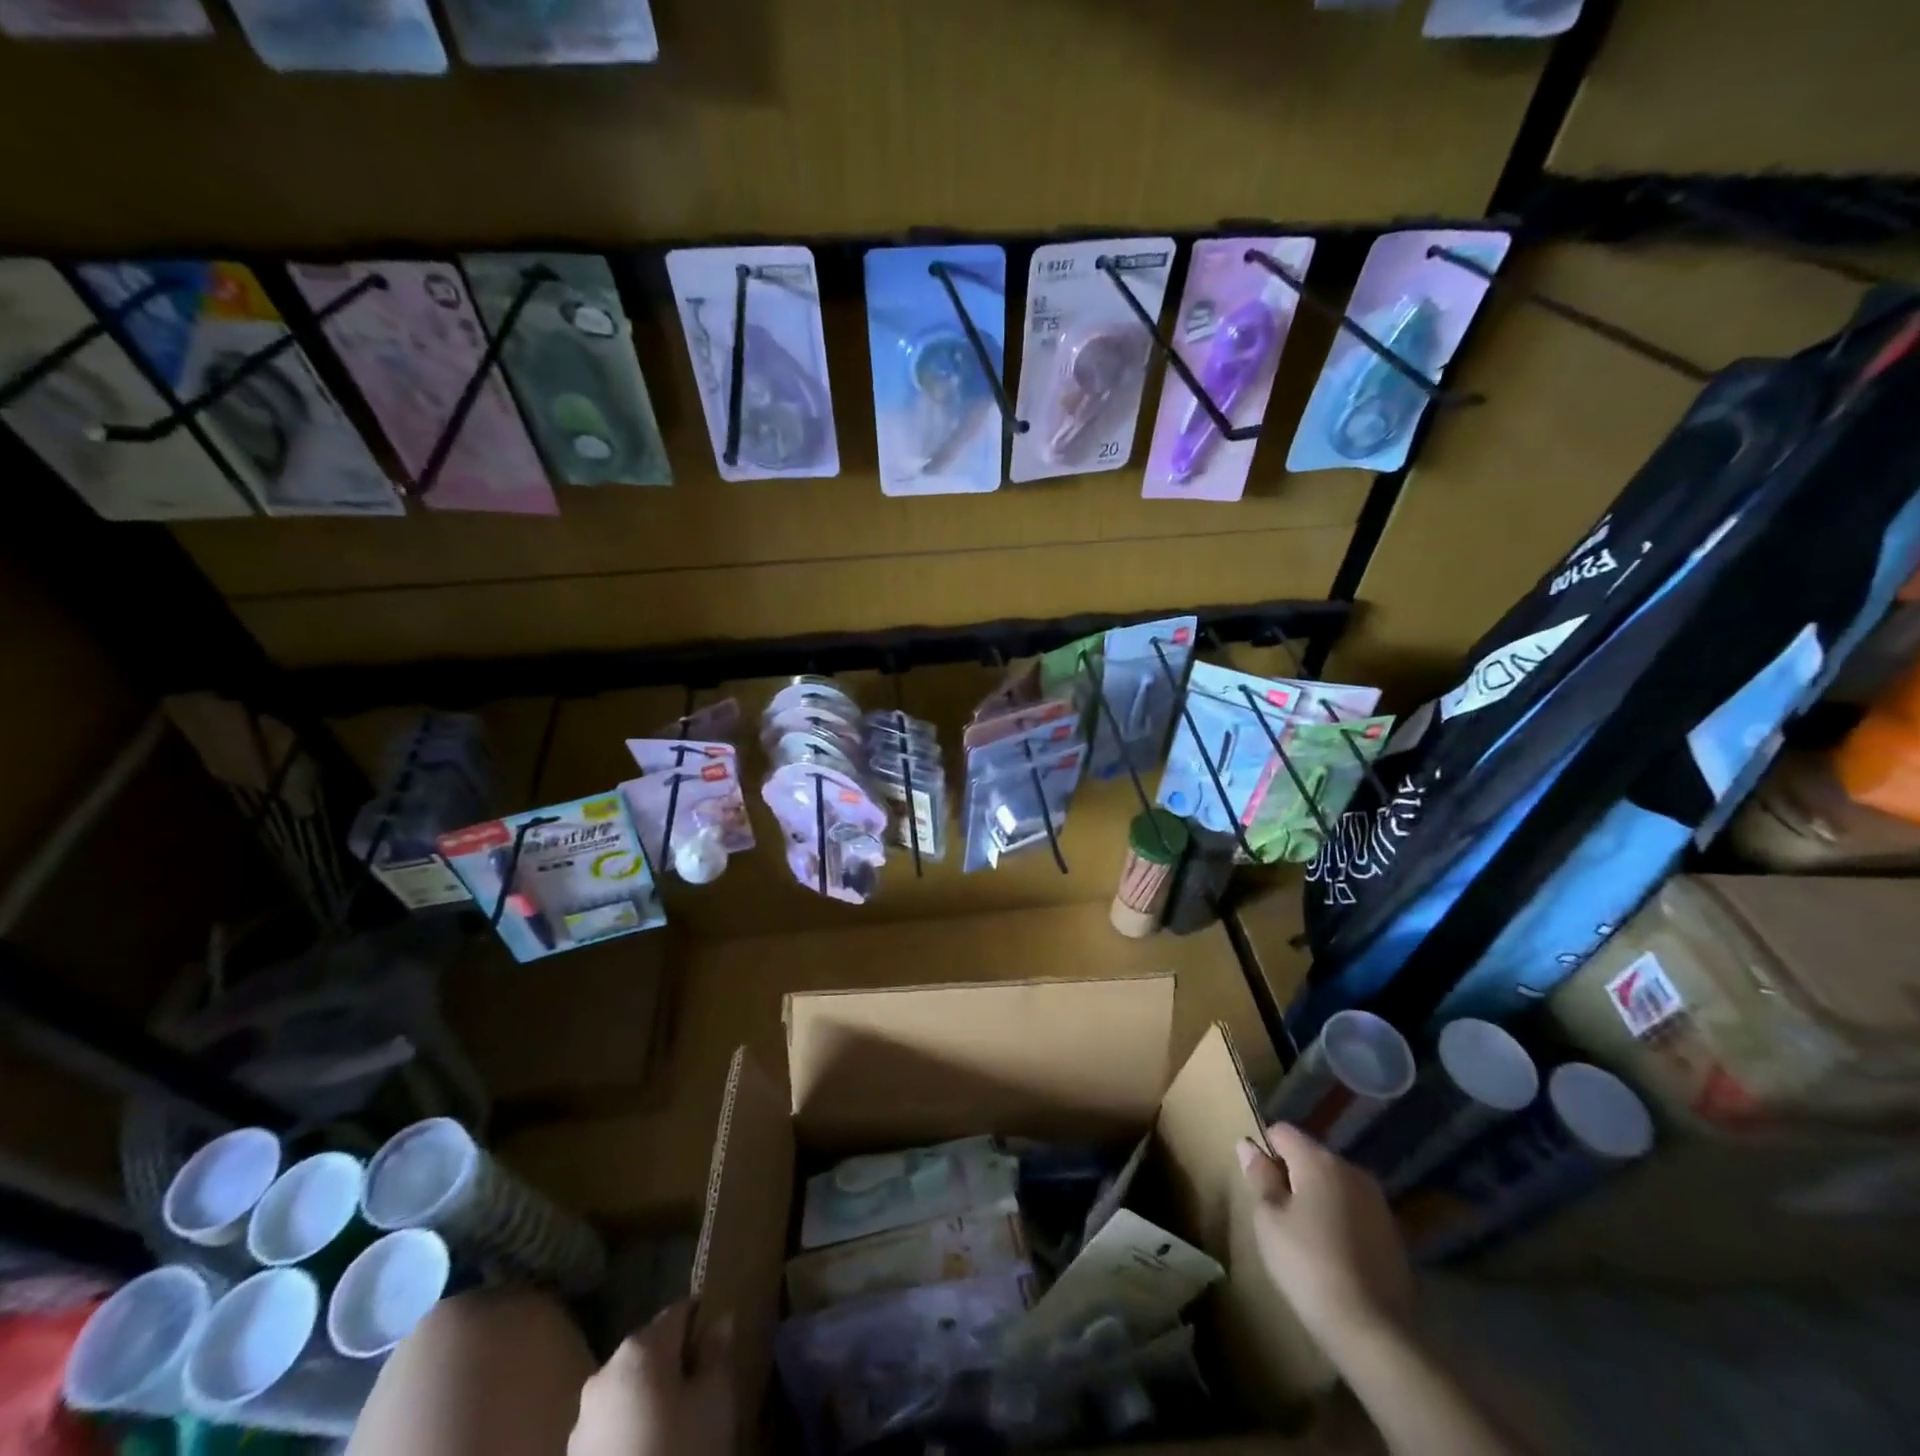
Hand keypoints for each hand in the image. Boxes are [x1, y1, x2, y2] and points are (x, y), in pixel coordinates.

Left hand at [569, 1299, 734, 1455]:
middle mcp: (605, 1372)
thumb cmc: (680, 1454)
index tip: (720, 1348)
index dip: (703, 1323)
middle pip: (652, 1350)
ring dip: (653, 1398)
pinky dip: (633, 1428)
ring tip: (678, 1429)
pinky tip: (652, 1452)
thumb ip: (718, 1353)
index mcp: (640, 1348)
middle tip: (703, 1391)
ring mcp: (583, 1420)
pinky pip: (612, 1424)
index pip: (680, 1312)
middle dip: (677, 1363)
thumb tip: (719, 1321)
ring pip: (630, 1389)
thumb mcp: (715, 1401)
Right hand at [1237, 1122, 1414, 1357]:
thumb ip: (1259, 1176)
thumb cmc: (1308, 1265)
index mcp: (1319, 1159)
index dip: (1264, 1150)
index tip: (1259, 1184)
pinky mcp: (1394, 1234)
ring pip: (1334, 1184)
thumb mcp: (1269, 1220)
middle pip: (1310, 1156)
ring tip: (1305, 1237)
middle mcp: (1351, 1169)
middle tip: (1278, 1214)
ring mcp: (1378, 1202)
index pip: (1281, 1131)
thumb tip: (1248, 1145)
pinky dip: (1340, 1221)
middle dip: (1292, 1175)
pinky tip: (1334, 1255)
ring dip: (1318, 1198)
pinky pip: (1355, 1211)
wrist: (1374, 1332)